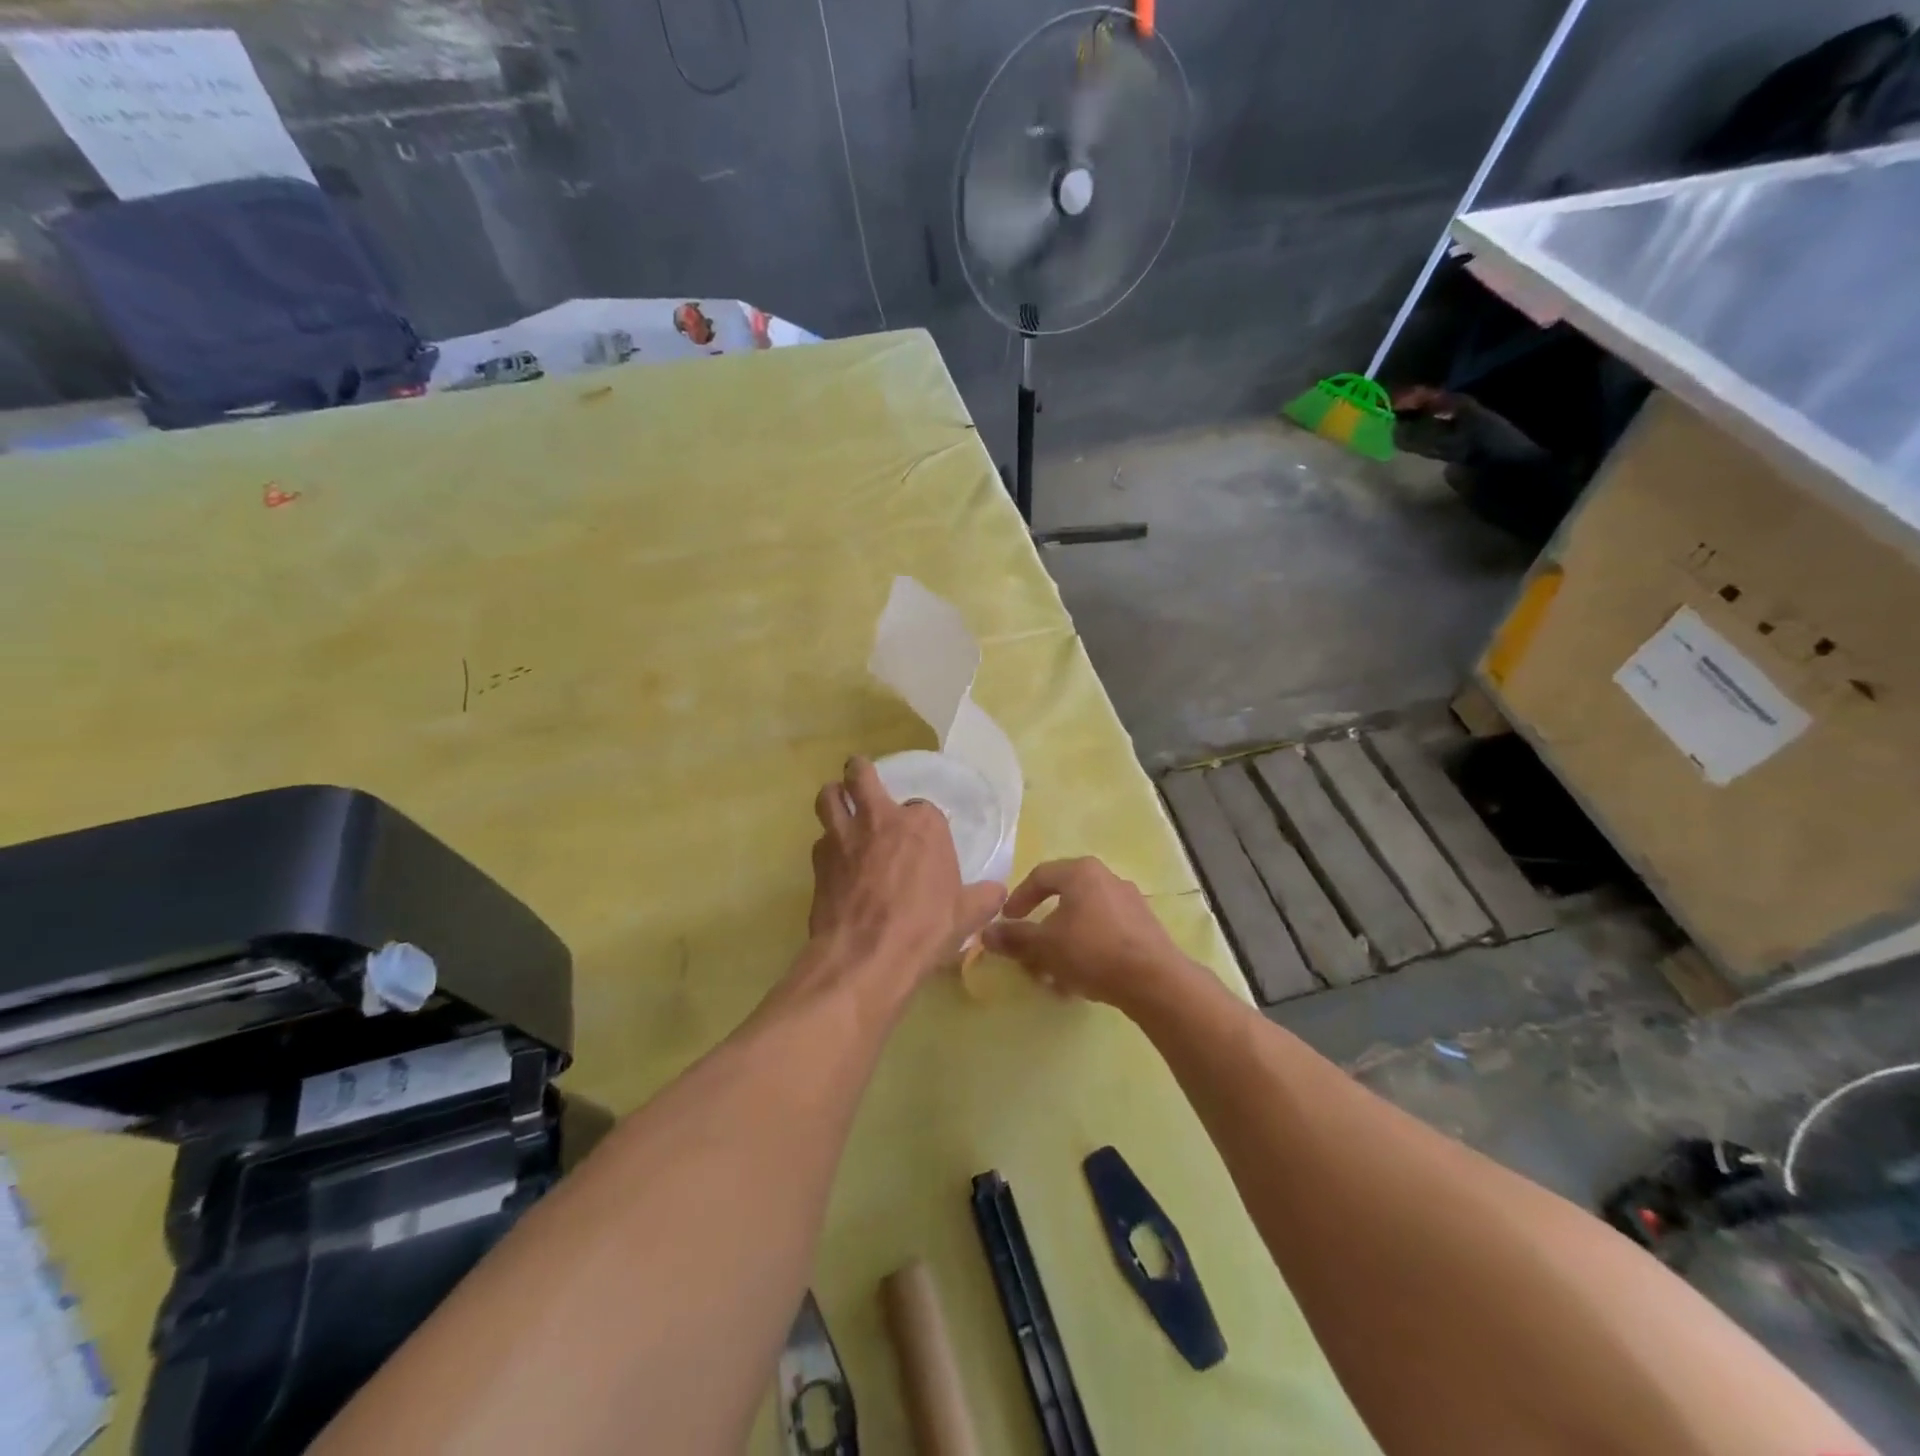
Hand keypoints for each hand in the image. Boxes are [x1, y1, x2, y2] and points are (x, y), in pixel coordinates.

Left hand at [809, 758, 1005, 987]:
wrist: (866, 956)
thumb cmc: (924, 929)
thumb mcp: (967, 915)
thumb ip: (984, 897)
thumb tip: (997, 892)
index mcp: (922, 825)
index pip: (923, 807)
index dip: (921, 822)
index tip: (924, 841)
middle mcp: (880, 819)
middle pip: (861, 775)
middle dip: (859, 772)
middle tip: (860, 777)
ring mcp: (843, 836)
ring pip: (829, 797)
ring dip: (834, 796)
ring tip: (838, 804)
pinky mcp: (818, 860)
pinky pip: (819, 839)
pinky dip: (826, 844)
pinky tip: (834, 861)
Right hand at [981, 858, 1192, 1009]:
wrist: (1154, 980)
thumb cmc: (1091, 951)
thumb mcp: (1044, 945)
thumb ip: (1014, 937)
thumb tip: (986, 933)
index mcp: (1082, 872)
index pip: (1040, 876)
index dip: (1018, 899)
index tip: (1007, 921)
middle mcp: (1107, 879)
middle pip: (1064, 900)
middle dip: (1042, 931)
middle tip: (1029, 954)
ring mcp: (1130, 903)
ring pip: (1084, 921)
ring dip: (1063, 946)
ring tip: (1053, 976)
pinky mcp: (1144, 929)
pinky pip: (1105, 934)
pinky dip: (1087, 952)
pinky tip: (1080, 981)